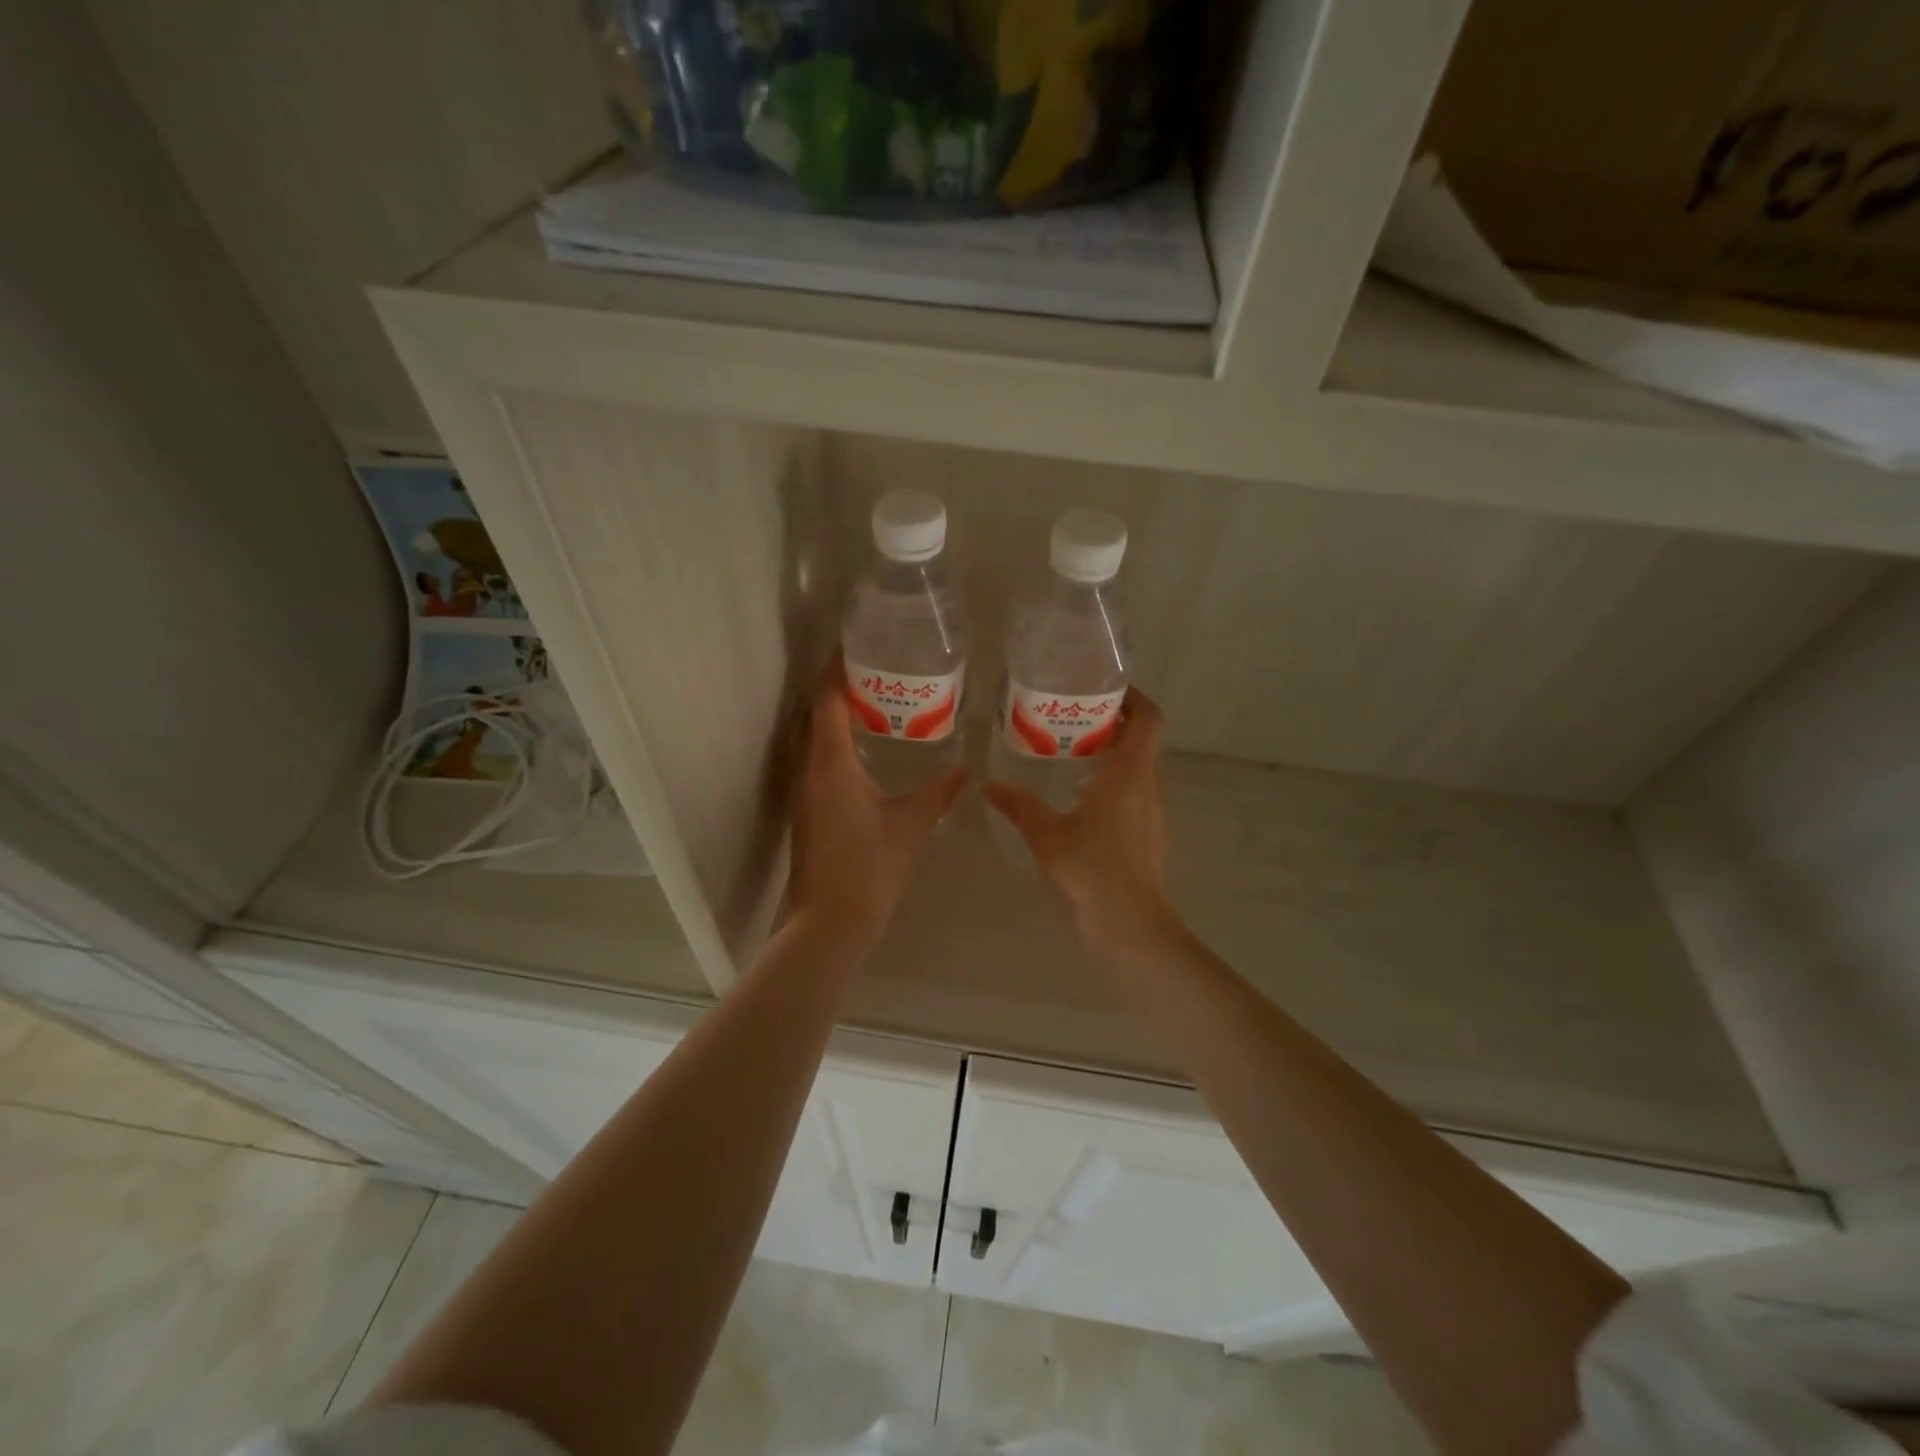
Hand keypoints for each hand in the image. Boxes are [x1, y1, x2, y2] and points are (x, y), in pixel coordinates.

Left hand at [787, 658, 968, 946]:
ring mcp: (804, 794)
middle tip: (874, 673)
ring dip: (835, 719)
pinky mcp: (807, 814)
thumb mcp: (911, 826)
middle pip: (815, 716)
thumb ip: (938, 793)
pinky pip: (817, 764)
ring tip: (873, 706)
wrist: (829, 924)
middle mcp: (810, 771)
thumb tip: (965, 770)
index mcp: (831, 765)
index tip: (853, 647)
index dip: (836, 671)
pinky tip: (864, 755)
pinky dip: (835, 747)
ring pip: (814, 741)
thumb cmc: (870, 868)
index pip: (827, 702)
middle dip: (837, 690)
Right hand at [984, 687, 1178, 956]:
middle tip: (1074, 716)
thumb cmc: (1093, 873)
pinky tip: (1080, 796)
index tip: (1105, 687)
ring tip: (1072, 751)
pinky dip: (1114, 780)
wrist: (1132, 928)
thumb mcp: (1047, 836)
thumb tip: (989, 785)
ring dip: (1114, 752)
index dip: (1133, 697)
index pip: (1148, 719)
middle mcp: (1148, 786)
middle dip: (1114, 722)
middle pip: (1142, 740)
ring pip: (1139, 767)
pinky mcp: (1149, 833)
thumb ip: (1019, 806)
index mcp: (1130, 775)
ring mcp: (1153, 812)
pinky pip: (1135, 791)